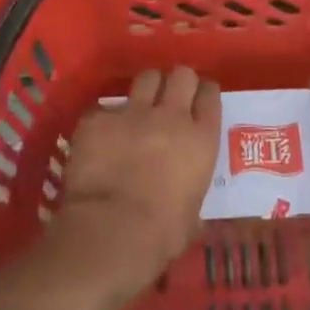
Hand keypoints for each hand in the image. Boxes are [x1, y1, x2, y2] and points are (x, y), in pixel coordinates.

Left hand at [56, 67, 219, 290]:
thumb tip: (185, 201)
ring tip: (139, 104)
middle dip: (177, 81)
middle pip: (181, 75)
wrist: (112, 232)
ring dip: (146, 88)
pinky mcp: (99, 118)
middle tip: (170, 96)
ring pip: (146, 77)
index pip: (210, 95)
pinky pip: (104, 108)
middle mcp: (171, 116)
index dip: (204, 93)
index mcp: (201, 139)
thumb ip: (191, 192)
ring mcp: (133, 112)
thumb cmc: (161, 235)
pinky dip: (105, 119)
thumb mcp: (192, 215)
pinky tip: (100, 135)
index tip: (199, 98)